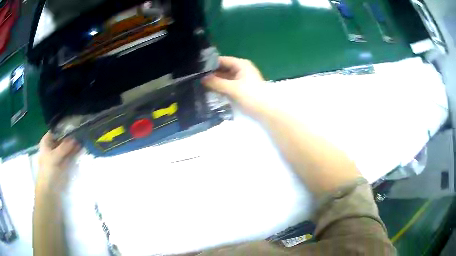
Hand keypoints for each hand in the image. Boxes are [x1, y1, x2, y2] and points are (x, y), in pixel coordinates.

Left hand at [37, 132, 80, 191]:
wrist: (49, 187)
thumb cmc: (48, 169)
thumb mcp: (55, 156)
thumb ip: (64, 147)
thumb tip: (75, 139)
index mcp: (46, 141)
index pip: (55, 131)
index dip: (63, 128)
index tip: (73, 125)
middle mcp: (52, 146)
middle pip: (61, 138)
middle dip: (70, 137)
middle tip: (80, 132)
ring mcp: (57, 155)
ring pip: (66, 147)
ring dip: (73, 145)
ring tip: (82, 140)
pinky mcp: (63, 162)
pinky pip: (69, 155)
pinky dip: (73, 152)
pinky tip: (80, 149)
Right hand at [202, 56, 268, 116]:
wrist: (267, 111)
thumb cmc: (252, 96)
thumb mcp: (233, 88)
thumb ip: (217, 82)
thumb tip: (201, 79)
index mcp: (241, 64)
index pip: (222, 60)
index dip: (209, 64)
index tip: (196, 69)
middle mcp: (241, 69)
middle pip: (223, 68)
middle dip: (211, 74)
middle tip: (195, 78)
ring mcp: (241, 79)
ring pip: (225, 77)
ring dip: (215, 81)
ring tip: (199, 85)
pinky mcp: (241, 88)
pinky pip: (228, 85)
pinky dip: (220, 87)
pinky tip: (210, 91)